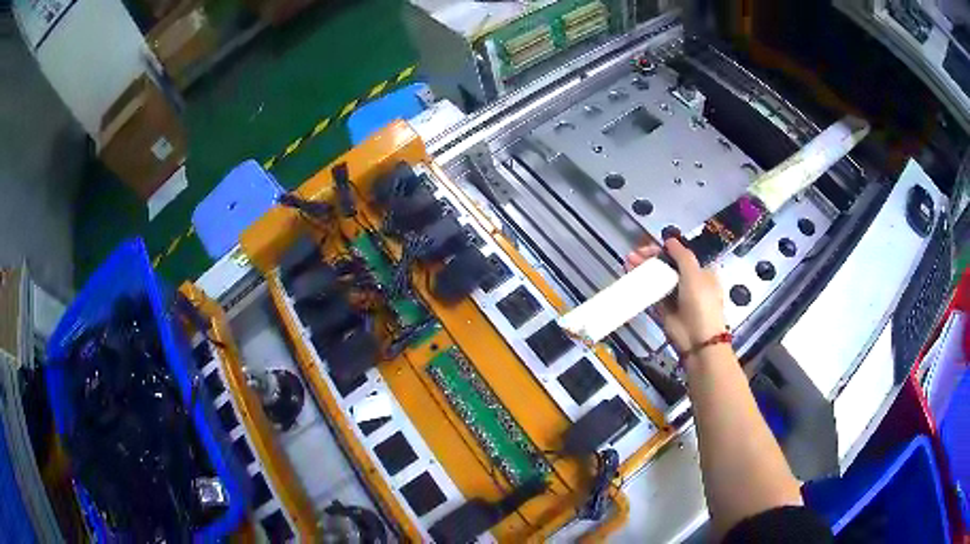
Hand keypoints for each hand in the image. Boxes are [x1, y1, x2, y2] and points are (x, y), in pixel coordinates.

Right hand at [625, 238, 725, 353]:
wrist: (698, 339)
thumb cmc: (701, 302)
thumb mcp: (694, 274)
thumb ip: (682, 255)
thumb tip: (669, 239)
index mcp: (702, 271)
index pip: (681, 255)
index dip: (665, 249)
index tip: (649, 247)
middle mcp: (690, 282)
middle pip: (668, 265)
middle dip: (651, 258)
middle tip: (635, 255)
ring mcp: (676, 296)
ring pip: (658, 278)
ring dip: (644, 269)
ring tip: (628, 262)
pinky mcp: (665, 309)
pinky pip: (652, 293)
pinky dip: (642, 285)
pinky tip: (631, 277)